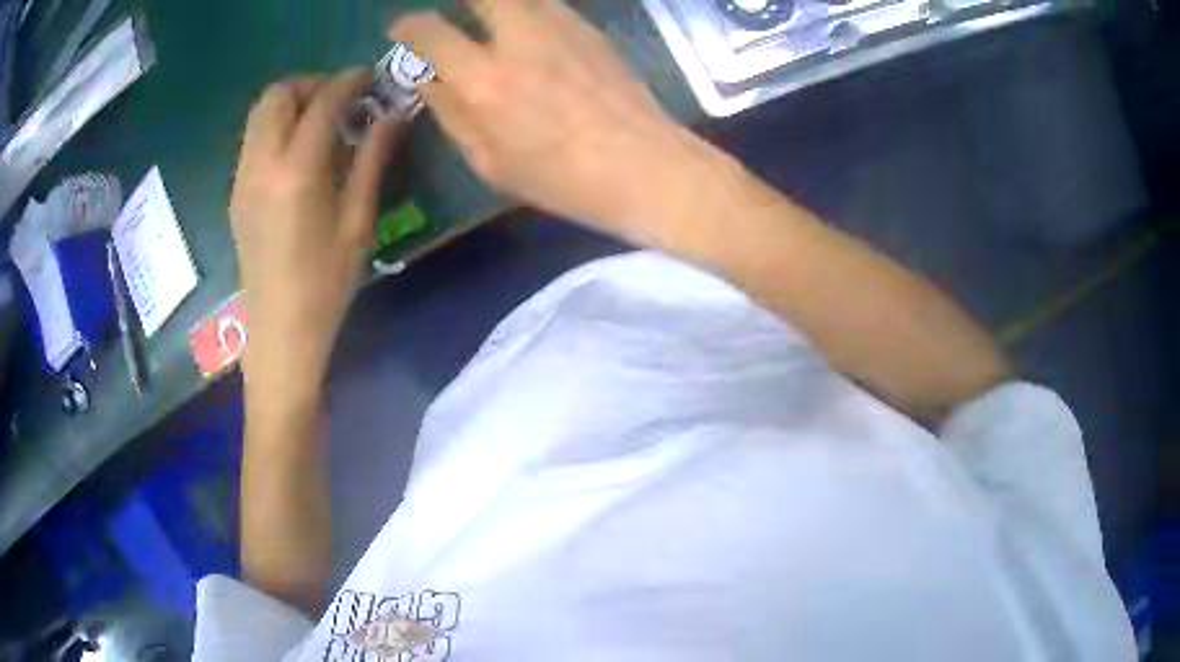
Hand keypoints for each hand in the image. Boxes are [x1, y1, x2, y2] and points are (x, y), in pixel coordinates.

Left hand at [230, 71, 402, 405]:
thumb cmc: (325, 286)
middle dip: (311, 86)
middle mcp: (260, 165)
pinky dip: (277, 128)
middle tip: (341, 102)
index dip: (348, 82)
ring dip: (292, 105)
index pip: (321, 102)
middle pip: (276, 96)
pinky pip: (254, 140)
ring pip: (260, 115)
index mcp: (295, 172)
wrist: (279, 334)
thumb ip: (373, 160)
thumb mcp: (358, 223)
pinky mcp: (236, 193)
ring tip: (322, 126)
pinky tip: (300, 155)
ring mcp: (242, 179)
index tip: (371, 79)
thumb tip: (393, 116)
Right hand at [391, 0, 707, 244]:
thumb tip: (430, 82)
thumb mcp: (492, 163)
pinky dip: (531, 11)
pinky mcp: (592, 30)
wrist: (646, 166)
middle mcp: (520, 39)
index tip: (402, 29)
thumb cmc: (563, 179)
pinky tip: (533, 34)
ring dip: (498, 5)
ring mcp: (562, 28)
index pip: (432, 33)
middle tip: (454, 13)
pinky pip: (550, 6)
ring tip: (493, 22)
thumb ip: (453, 116)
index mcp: (486, 80)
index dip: (409, 27)